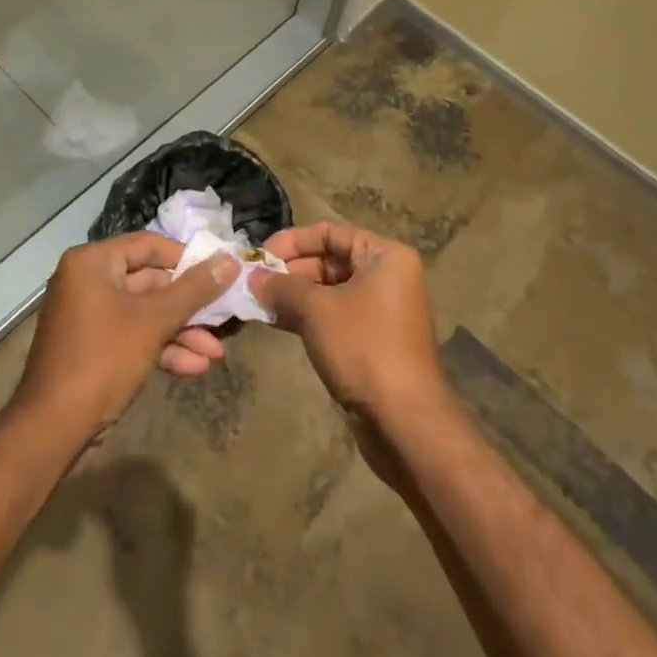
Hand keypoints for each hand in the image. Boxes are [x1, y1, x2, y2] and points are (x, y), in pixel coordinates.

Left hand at [14, 233, 236, 439]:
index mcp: (93, 262)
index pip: (148, 245)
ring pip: (143, 313)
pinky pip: (131, 335)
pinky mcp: (92, 347)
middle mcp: (87, 280)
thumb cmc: (102, 360)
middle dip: (188, 306)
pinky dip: (160, 348)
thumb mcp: (153, 322)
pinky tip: (194, 368)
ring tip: (216, 352)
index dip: (186, 258)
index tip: (219, 272)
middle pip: (148, 282)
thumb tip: (230, 260)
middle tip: (223, 317)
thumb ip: (193, 290)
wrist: (51, 429)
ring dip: (180, 332)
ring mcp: (88, 315)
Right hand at [251, 221, 446, 422]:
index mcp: (384, 256)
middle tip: (253, 282)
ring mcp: (380, 310)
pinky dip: (306, 316)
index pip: (329, 233)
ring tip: (256, 301)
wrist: (404, 423)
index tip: (259, 256)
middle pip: (329, 260)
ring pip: (328, 290)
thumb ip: (283, 286)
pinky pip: (334, 315)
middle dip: (289, 271)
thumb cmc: (363, 349)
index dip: (291, 241)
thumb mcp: (317, 310)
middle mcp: (386, 276)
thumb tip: (253, 277)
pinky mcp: (371, 340)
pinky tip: (274, 321)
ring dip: (293, 295)